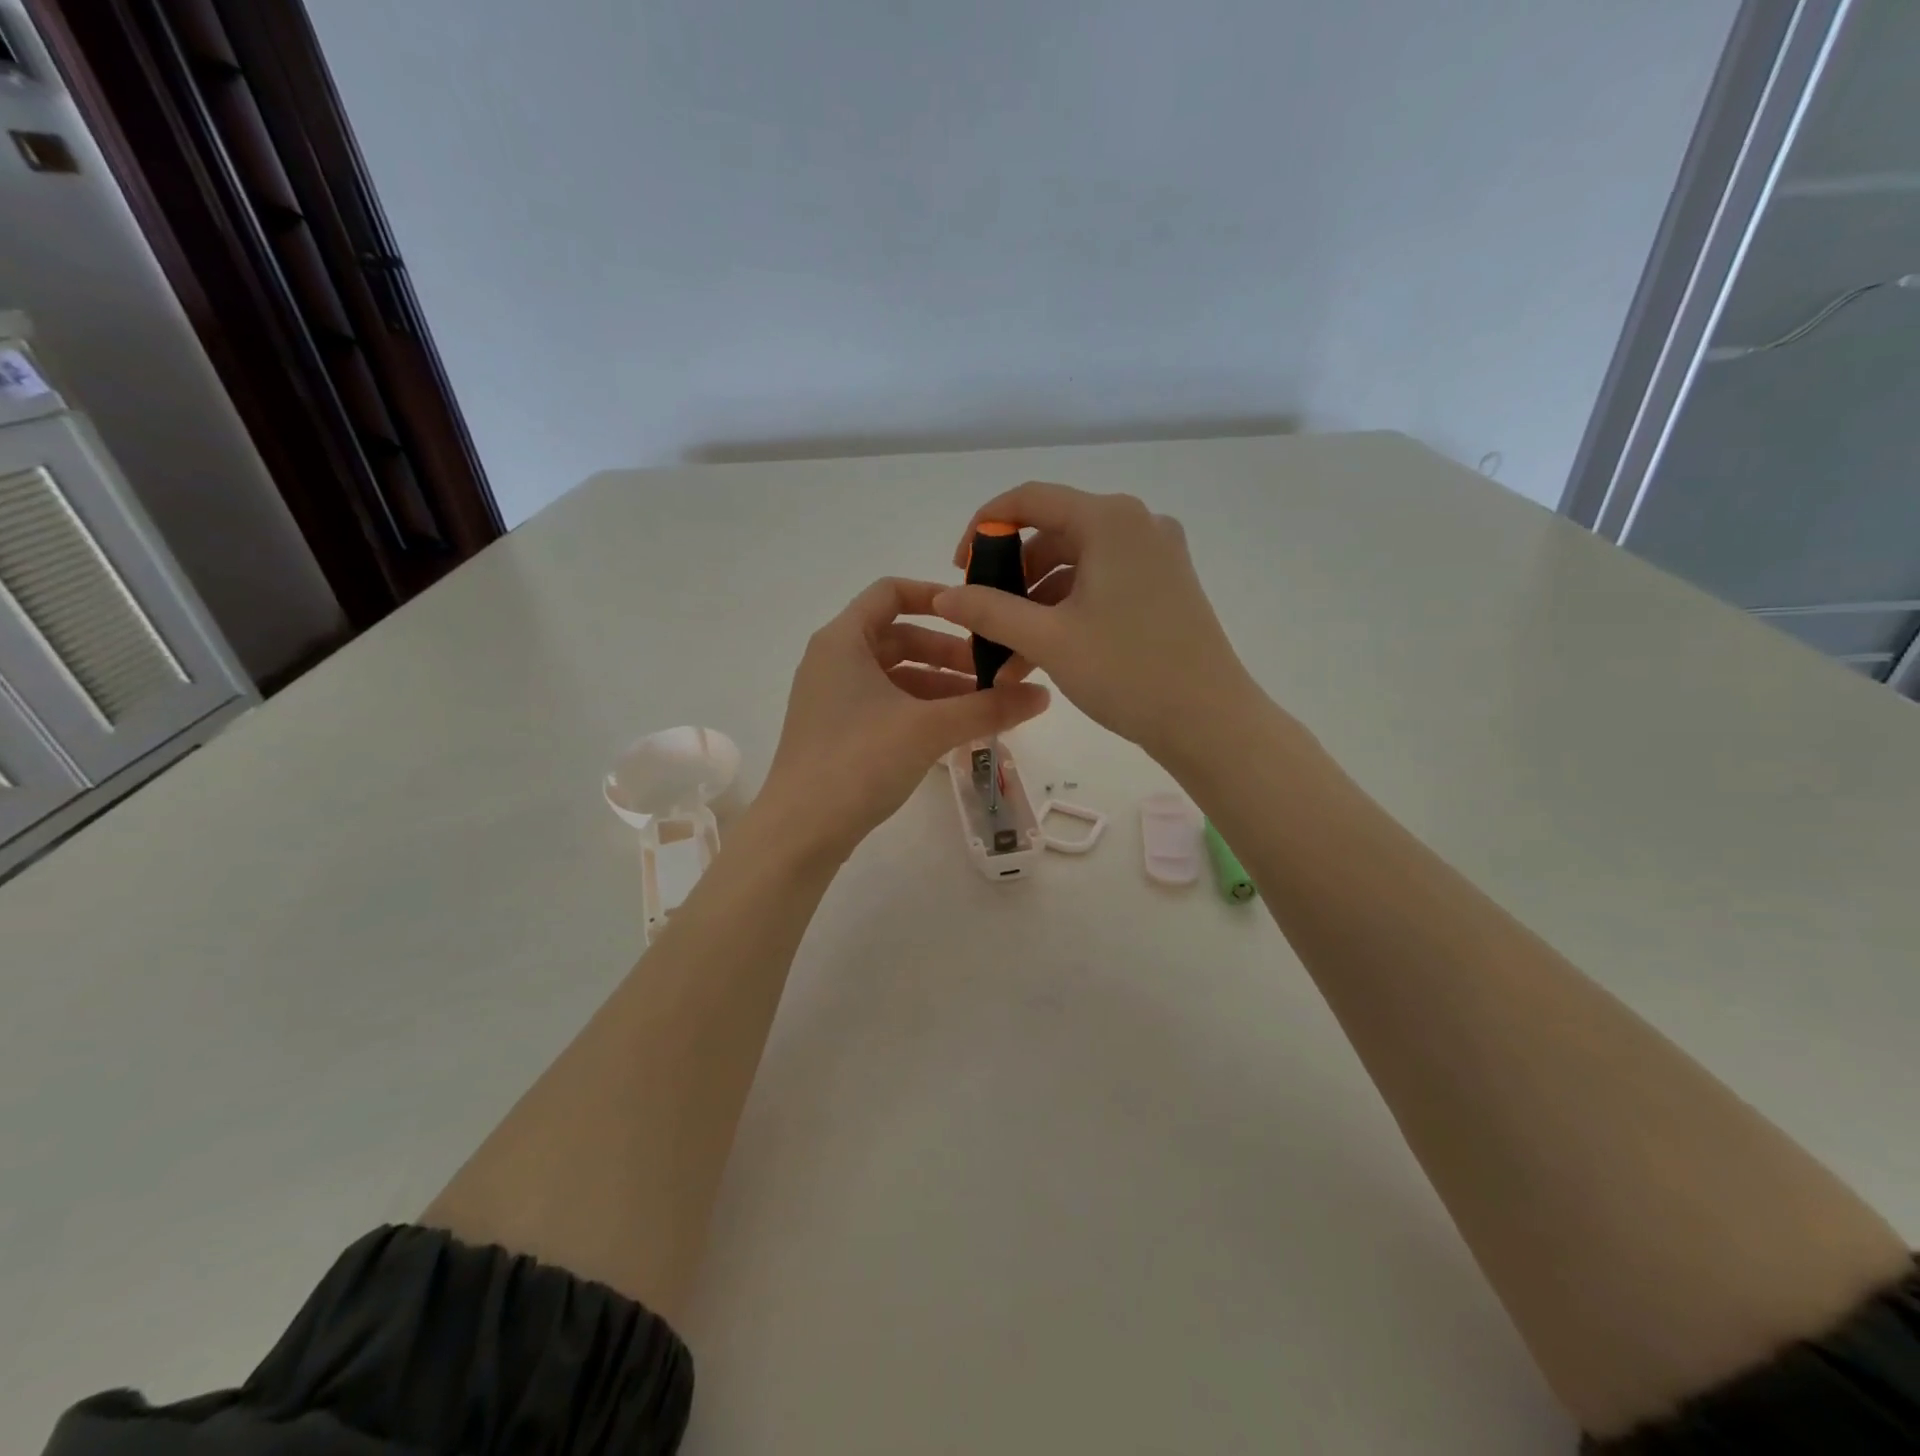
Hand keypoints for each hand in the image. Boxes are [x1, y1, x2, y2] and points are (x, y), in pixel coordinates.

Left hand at [752, 578, 1050, 863]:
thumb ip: (988, 707)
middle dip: (949, 653)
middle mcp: (832, 660)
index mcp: (843, 640)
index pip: (891, 592)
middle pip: (899, 637)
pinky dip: (919, 710)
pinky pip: (885, 704)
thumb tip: (1043, 695)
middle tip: (993, 674)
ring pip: (894, 675)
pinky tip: (953, 732)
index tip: (977, 616)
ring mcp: (831, 698)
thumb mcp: (930, 728)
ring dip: (939, 686)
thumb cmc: (859, 761)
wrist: (800, 832)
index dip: (936, 597)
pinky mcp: (836, 731)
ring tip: (982, 707)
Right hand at [933, 482, 1259, 764]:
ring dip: (1036, 604)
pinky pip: (1101, 584)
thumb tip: (943, 596)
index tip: (960, 568)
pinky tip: (1043, 653)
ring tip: (1009, 655)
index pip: (1030, 499)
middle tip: (984, 619)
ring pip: (1076, 565)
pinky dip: (1068, 611)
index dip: (984, 528)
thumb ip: (988, 611)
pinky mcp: (1164, 584)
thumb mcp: (1048, 639)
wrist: (1209, 720)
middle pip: (1053, 533)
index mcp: (1110, 519)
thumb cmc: (1126, 671)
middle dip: (1011, 579)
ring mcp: (1156, 555)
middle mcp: (1136, 524)